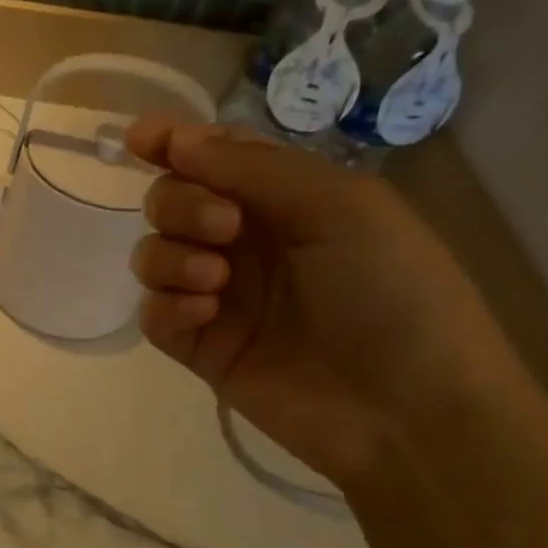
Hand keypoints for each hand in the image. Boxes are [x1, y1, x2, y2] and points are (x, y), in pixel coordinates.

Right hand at [127, 118, 526, 488]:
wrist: (407, 409)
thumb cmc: (392, 292)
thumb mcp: (339, 206)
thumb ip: (252, 168)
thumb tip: (176, 141)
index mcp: (285, 201)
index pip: (215, 159)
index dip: (174, 143)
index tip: (139, 139)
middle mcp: (245, 243)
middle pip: (172, 202)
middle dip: (180, 203)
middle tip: (223, 227)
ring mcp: (219, 297)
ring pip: (153, 255)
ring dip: (171, 256)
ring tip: (215, 280)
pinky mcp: (200, 348)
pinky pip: (153, 313)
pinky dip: (167, 305)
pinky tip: (203, 315)